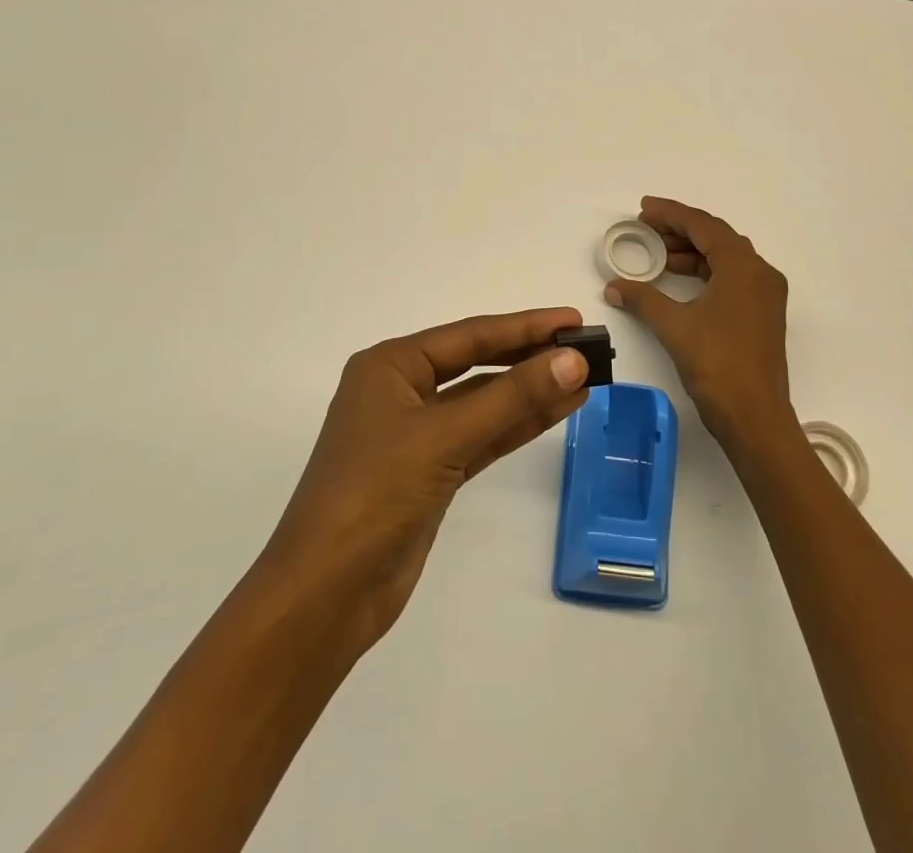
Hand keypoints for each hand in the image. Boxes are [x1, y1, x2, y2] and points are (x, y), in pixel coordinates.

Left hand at [259, 308, 589, 654]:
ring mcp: (417, 434)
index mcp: (391, 366)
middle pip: (478, 364)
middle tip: (585, 348)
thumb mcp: (444, 437)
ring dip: (531, 392)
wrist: (326, 594)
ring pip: (485, 402)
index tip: (572, 319)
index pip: (470, 335)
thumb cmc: (375, 494)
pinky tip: (557, 410)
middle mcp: (402, 390)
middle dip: (530, 356)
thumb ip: (511, 398)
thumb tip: (572, 362)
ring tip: (584, 378)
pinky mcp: (432, 472)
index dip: (525, 326)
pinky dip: (518, 424)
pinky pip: (483, 435)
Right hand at [603, 197, 793, 452]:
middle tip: (646, 229)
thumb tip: (614, 285)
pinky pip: (732, 277)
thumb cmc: (716, 365)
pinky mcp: (763, 314)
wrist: (756, 418)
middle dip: (680, 230)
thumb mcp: (674, 326)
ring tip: (657, 255)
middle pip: (717, 237)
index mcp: (743, 266)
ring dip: (692, 252)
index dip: (671, 213)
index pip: (703, 225)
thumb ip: (642, 298)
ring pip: (725, 258)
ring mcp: (765, 294)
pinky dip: (705, 272)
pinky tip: (679, 280)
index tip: (643, 209)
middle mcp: (760, 273)